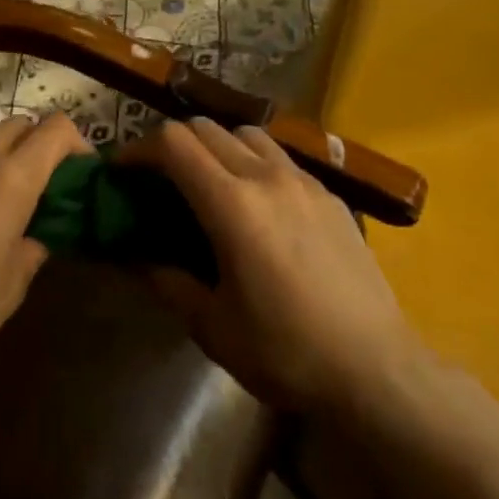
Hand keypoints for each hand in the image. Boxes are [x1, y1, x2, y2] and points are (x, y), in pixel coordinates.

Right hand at [121, 118, 444, 422]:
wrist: (376, 370)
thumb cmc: (286, 352)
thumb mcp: (213, 327)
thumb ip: (169, 282)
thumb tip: (136, 259)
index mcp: (232, 204)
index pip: (174, 144)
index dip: (139, 149)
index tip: (121, 170)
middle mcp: (266, 177)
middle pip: (206, 128)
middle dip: (172, 144)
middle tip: (158, 178)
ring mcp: (303, 181)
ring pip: (247, 132)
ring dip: (216, 144)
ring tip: (208, 181)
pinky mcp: (329, 194)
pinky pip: (281, 157)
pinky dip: (254, 161)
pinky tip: (258, 203)